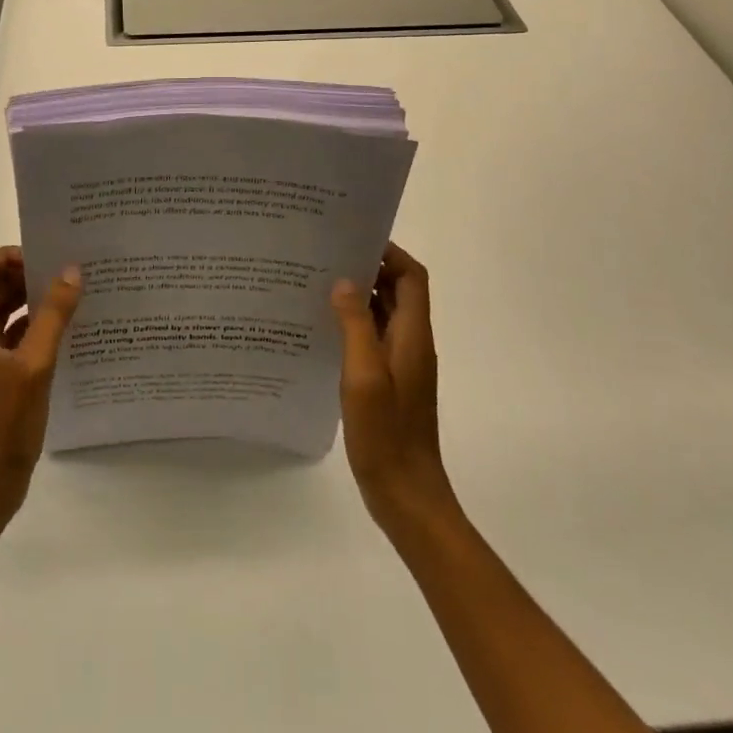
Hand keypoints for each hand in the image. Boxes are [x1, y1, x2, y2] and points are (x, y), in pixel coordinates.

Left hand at [0, 246, 81, 530]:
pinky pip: (16, 335)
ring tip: (74, 295)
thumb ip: (53, 315)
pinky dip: (37, 325)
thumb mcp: (34, 365)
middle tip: (67, 273)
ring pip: (6, 310)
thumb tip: (71, 270)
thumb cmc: (2, 424)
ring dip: (34, 299)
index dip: (9, 256)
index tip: (45, 260)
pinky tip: (69, 329)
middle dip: (26, 274)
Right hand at [332, 243, 456, 535]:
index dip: (390, 252)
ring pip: (384, 313)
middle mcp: (411, 342)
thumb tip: (344, 281)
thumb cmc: (386, 433)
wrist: (406, 494)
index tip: (355, 238)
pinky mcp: (389, 382)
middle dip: (369, 267)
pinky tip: (323, 327)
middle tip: (328, 254)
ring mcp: (401, 364)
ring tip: (319, 281)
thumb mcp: (364, 376)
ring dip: (359, 295)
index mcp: (413, 335)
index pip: (412, 277)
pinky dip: (354, 323)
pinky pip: (374, 338)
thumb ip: (355, 325)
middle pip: (398, 290)